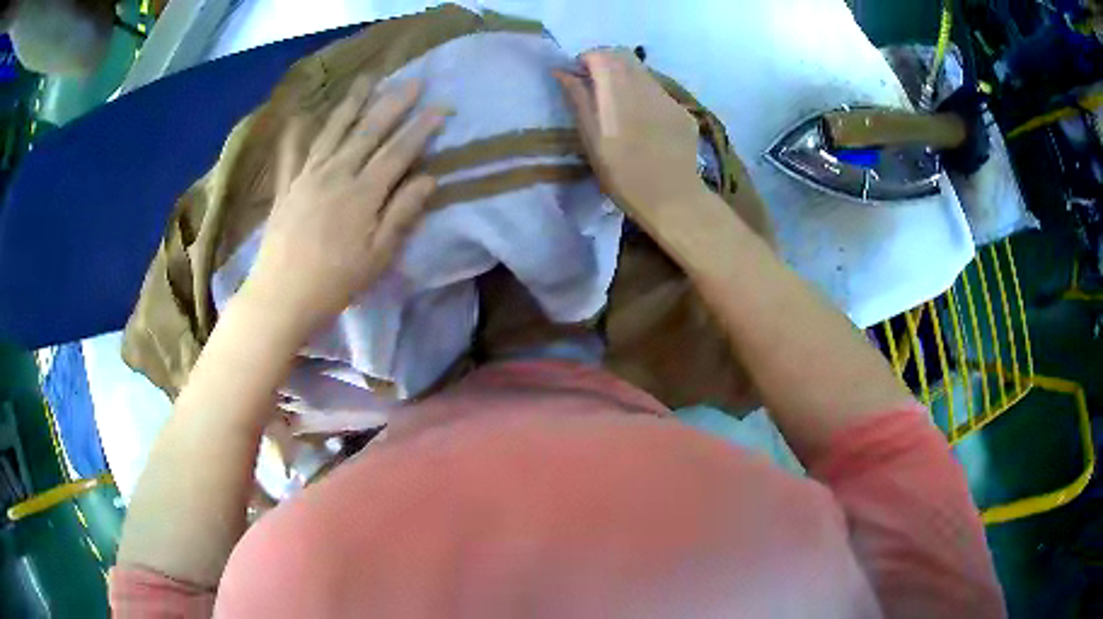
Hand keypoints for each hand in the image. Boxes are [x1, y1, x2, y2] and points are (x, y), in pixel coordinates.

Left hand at [244, 75, 449, 334]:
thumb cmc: (335, 283)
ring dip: (352, 104)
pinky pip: (292, 153)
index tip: (440, 107)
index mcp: (362, 193)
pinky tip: (301, 116)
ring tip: (367, 81)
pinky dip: (297, 133)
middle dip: (393, 104)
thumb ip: (402, 214)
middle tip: (412, 81)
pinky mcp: (286, 187)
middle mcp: (336, 174)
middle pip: (368, 132)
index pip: (398, 151)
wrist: (281, 296)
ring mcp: (307, 177)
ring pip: (333, 131)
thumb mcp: (378, 256)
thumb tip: (429, 179)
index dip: (421, 128)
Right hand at [554, 50, 702, 227]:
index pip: (601, 54)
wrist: (672, 199)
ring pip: (643, 72)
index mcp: (618, 90)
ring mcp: (668, 97)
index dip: (586, 60)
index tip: (578, 78)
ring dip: (626, 78)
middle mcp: (645, 86)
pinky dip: (645, 94)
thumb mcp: (591, 139)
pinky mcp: (683, 111)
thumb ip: (578, 99)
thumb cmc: (622, 174)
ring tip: (619, 106)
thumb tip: (562, 72)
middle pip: (624, 56)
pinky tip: (644, 122)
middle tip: (595, 87)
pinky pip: (659, 91)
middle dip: (605, 63)